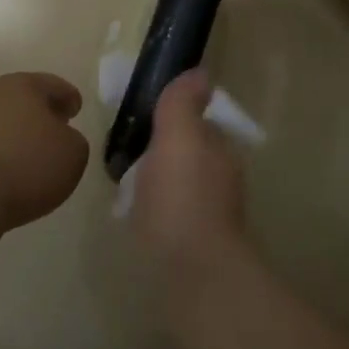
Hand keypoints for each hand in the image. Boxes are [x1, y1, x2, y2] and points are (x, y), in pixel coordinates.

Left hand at [0, 73, 89, 240]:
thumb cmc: (27, 162)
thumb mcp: (74, 153)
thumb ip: (74, 142)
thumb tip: (59, 142)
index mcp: (24, 85)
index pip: (54, 85)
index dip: (69, 97)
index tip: (76, 110)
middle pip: (26, 101)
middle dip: (43, 115)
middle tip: (59, 131)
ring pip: (7, 125)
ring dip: (22, 137)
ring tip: (37, 159)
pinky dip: (5, 158)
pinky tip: (13, 177)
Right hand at [127, 69, 247, 281]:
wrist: (193, 276)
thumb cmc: (182, 198)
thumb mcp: (178, 138)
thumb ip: (183, 104)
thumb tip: (199, 72)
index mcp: (220, 152)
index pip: (200, 125)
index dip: (174, 120)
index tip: (145, 121)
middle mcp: (222, 181)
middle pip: (190, 155)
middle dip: (165, 152)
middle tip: (128, 152)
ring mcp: (211, 216)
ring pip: (181, 186)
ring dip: (159, 182)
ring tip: (127, 186)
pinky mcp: (195, 247)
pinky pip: (172, 216)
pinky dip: (156, 211)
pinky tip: (136, 217)